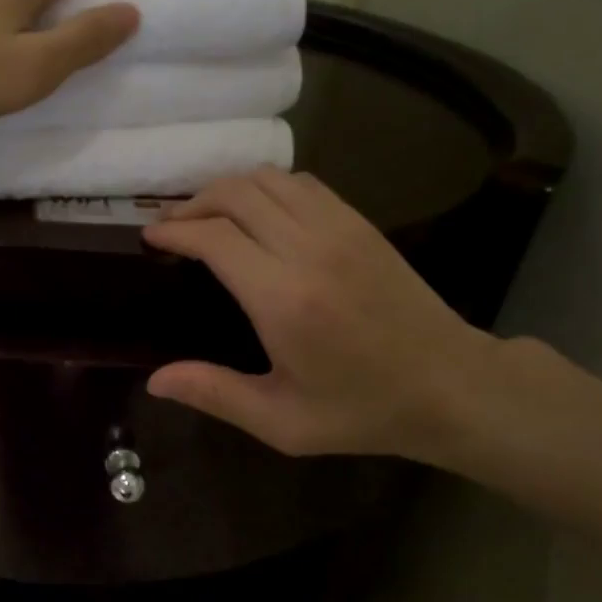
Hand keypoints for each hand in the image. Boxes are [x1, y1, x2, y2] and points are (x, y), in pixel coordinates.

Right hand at [143, 168, 500, 460]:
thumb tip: (155, 380)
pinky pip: (302, 184)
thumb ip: (215, 394)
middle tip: (171, 225)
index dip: (174, 230)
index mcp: (283, 298)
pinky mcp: (360, 224)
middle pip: (235, 193)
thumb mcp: (282, 422)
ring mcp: (340, 229)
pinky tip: (257, 211)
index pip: (214, 237)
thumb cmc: (361, 410)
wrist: (451, 386)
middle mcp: (308, 249)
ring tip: (207, 215)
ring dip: (228, 189)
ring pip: (268, 179)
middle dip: (193, 202)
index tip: (150, 237)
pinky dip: (267, 186)